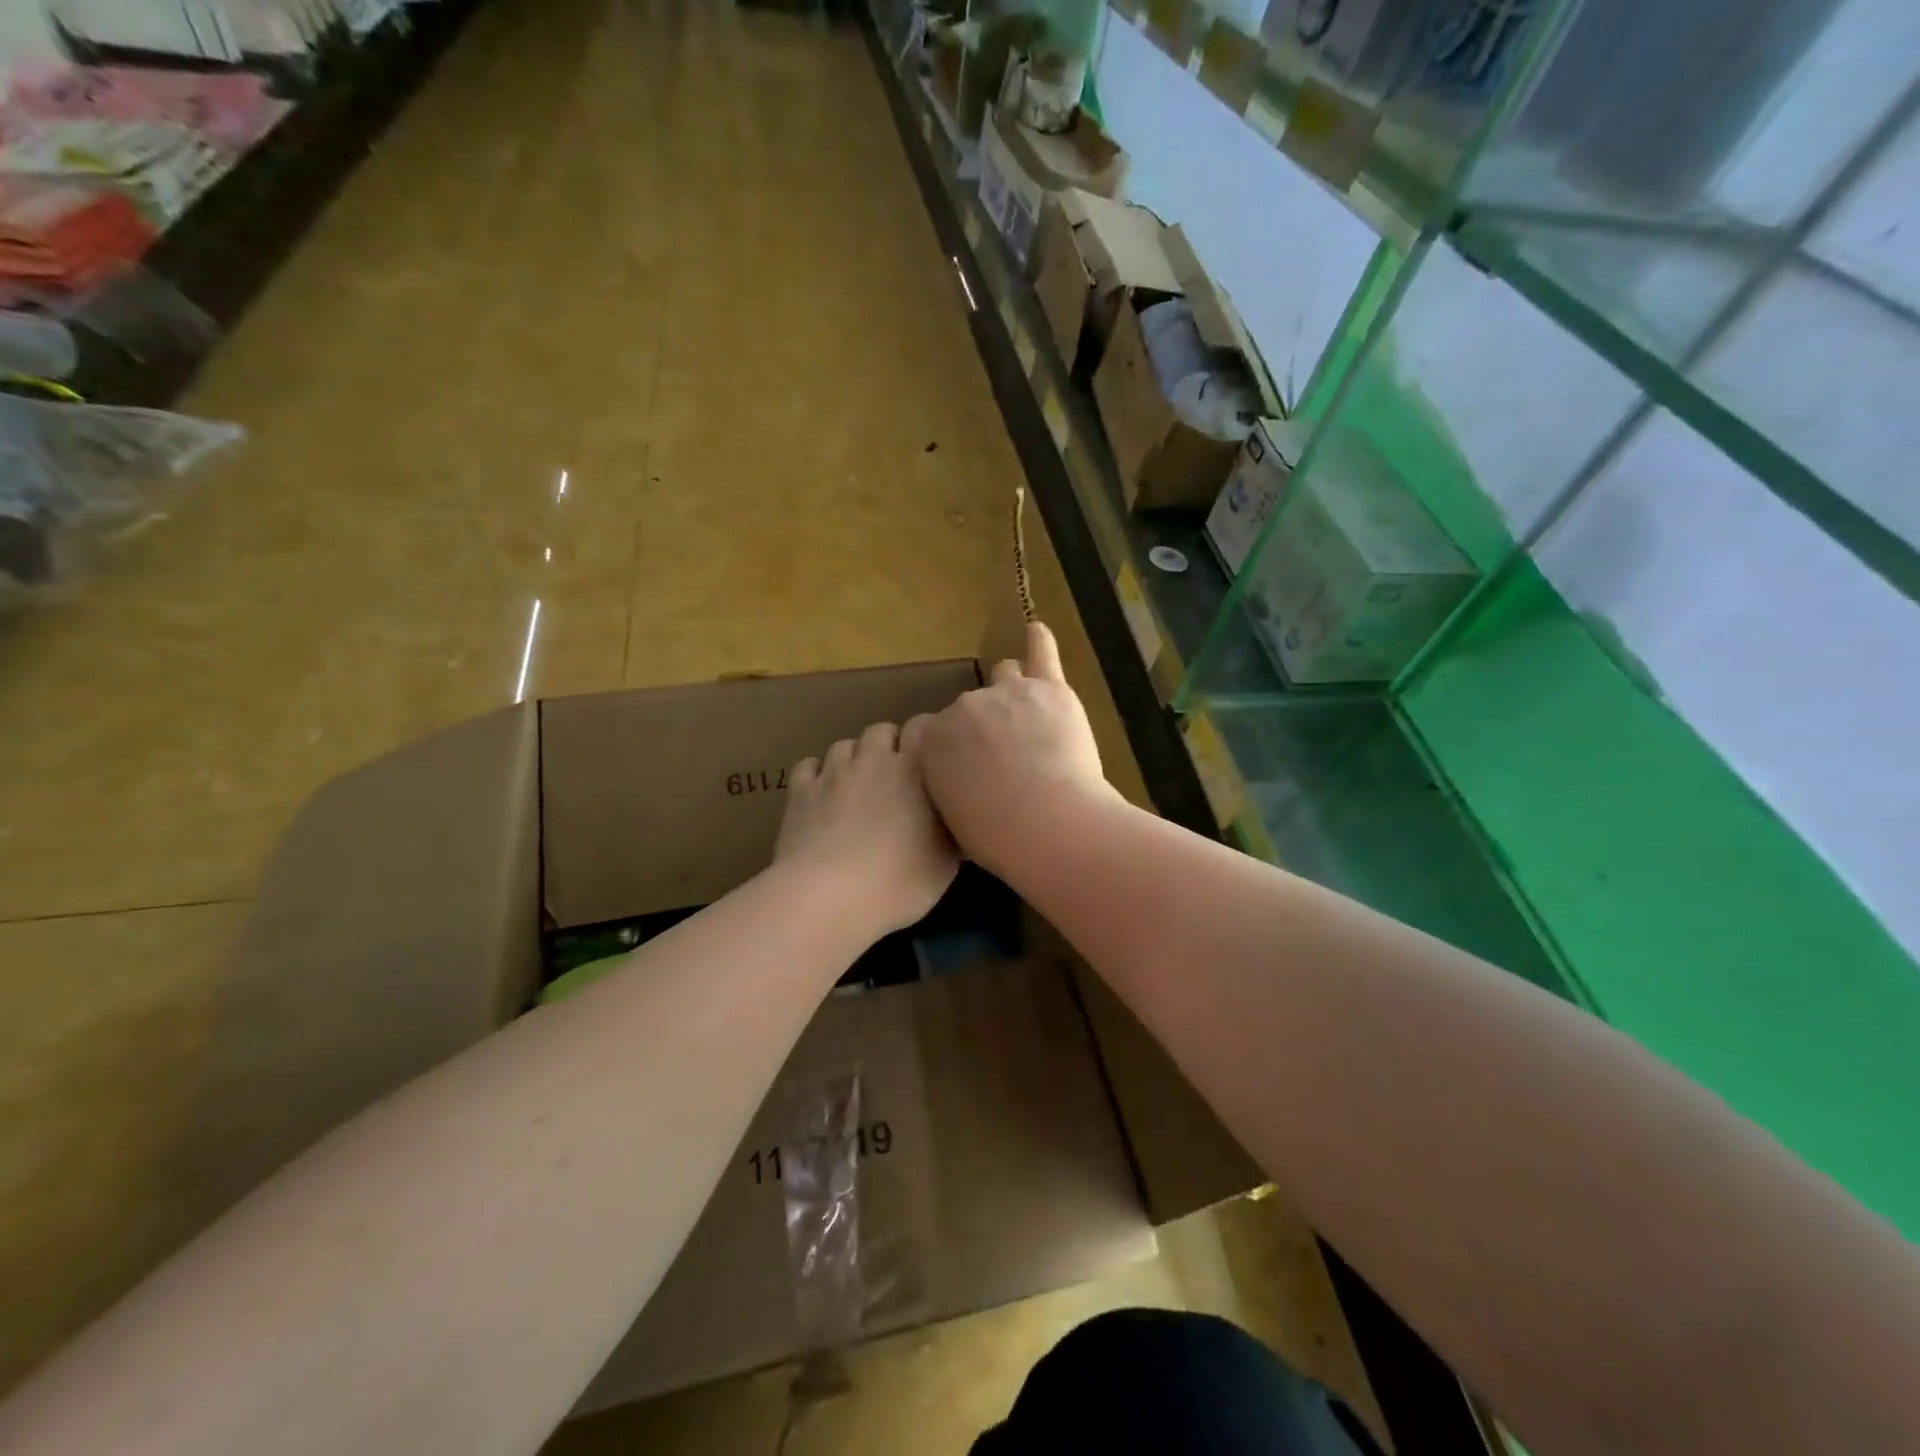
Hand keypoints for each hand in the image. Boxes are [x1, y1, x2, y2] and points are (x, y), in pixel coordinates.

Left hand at [775, 719, 959, 937]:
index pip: (922, 726)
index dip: (927, 735)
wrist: (829, 896)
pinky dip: (817, 774)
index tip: (933, 757)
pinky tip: (822, 793)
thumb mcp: (945, 864)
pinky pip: (808, 766)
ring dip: (854, 758)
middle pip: (881, 731)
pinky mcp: (800, 792)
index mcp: (913, 769)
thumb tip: (960, 822)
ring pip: (844, 745)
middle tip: (896, 776)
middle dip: (889, 745)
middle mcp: (872, 759)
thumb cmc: (899, 881)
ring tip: (858, 784)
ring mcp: (832, 773)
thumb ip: (953, 832)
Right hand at [914, 622, 1117, 877]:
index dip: (950, 748)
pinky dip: (1039, 643)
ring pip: (1005, 677)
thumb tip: (958, 784)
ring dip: (1012, 692)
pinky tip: (1037, 632)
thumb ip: (948, 788)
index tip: (964, 766)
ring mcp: (1007, 693)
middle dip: (983, 726)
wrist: (1048, 824)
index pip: (931, 730)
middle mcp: (963, 708)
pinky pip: (1041, 654)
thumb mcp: (952, 820)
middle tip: (1006, 757)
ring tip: (1027, 715)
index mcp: (932, 742)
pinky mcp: (1049, 689)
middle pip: (970, 707)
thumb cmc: (997, 837)